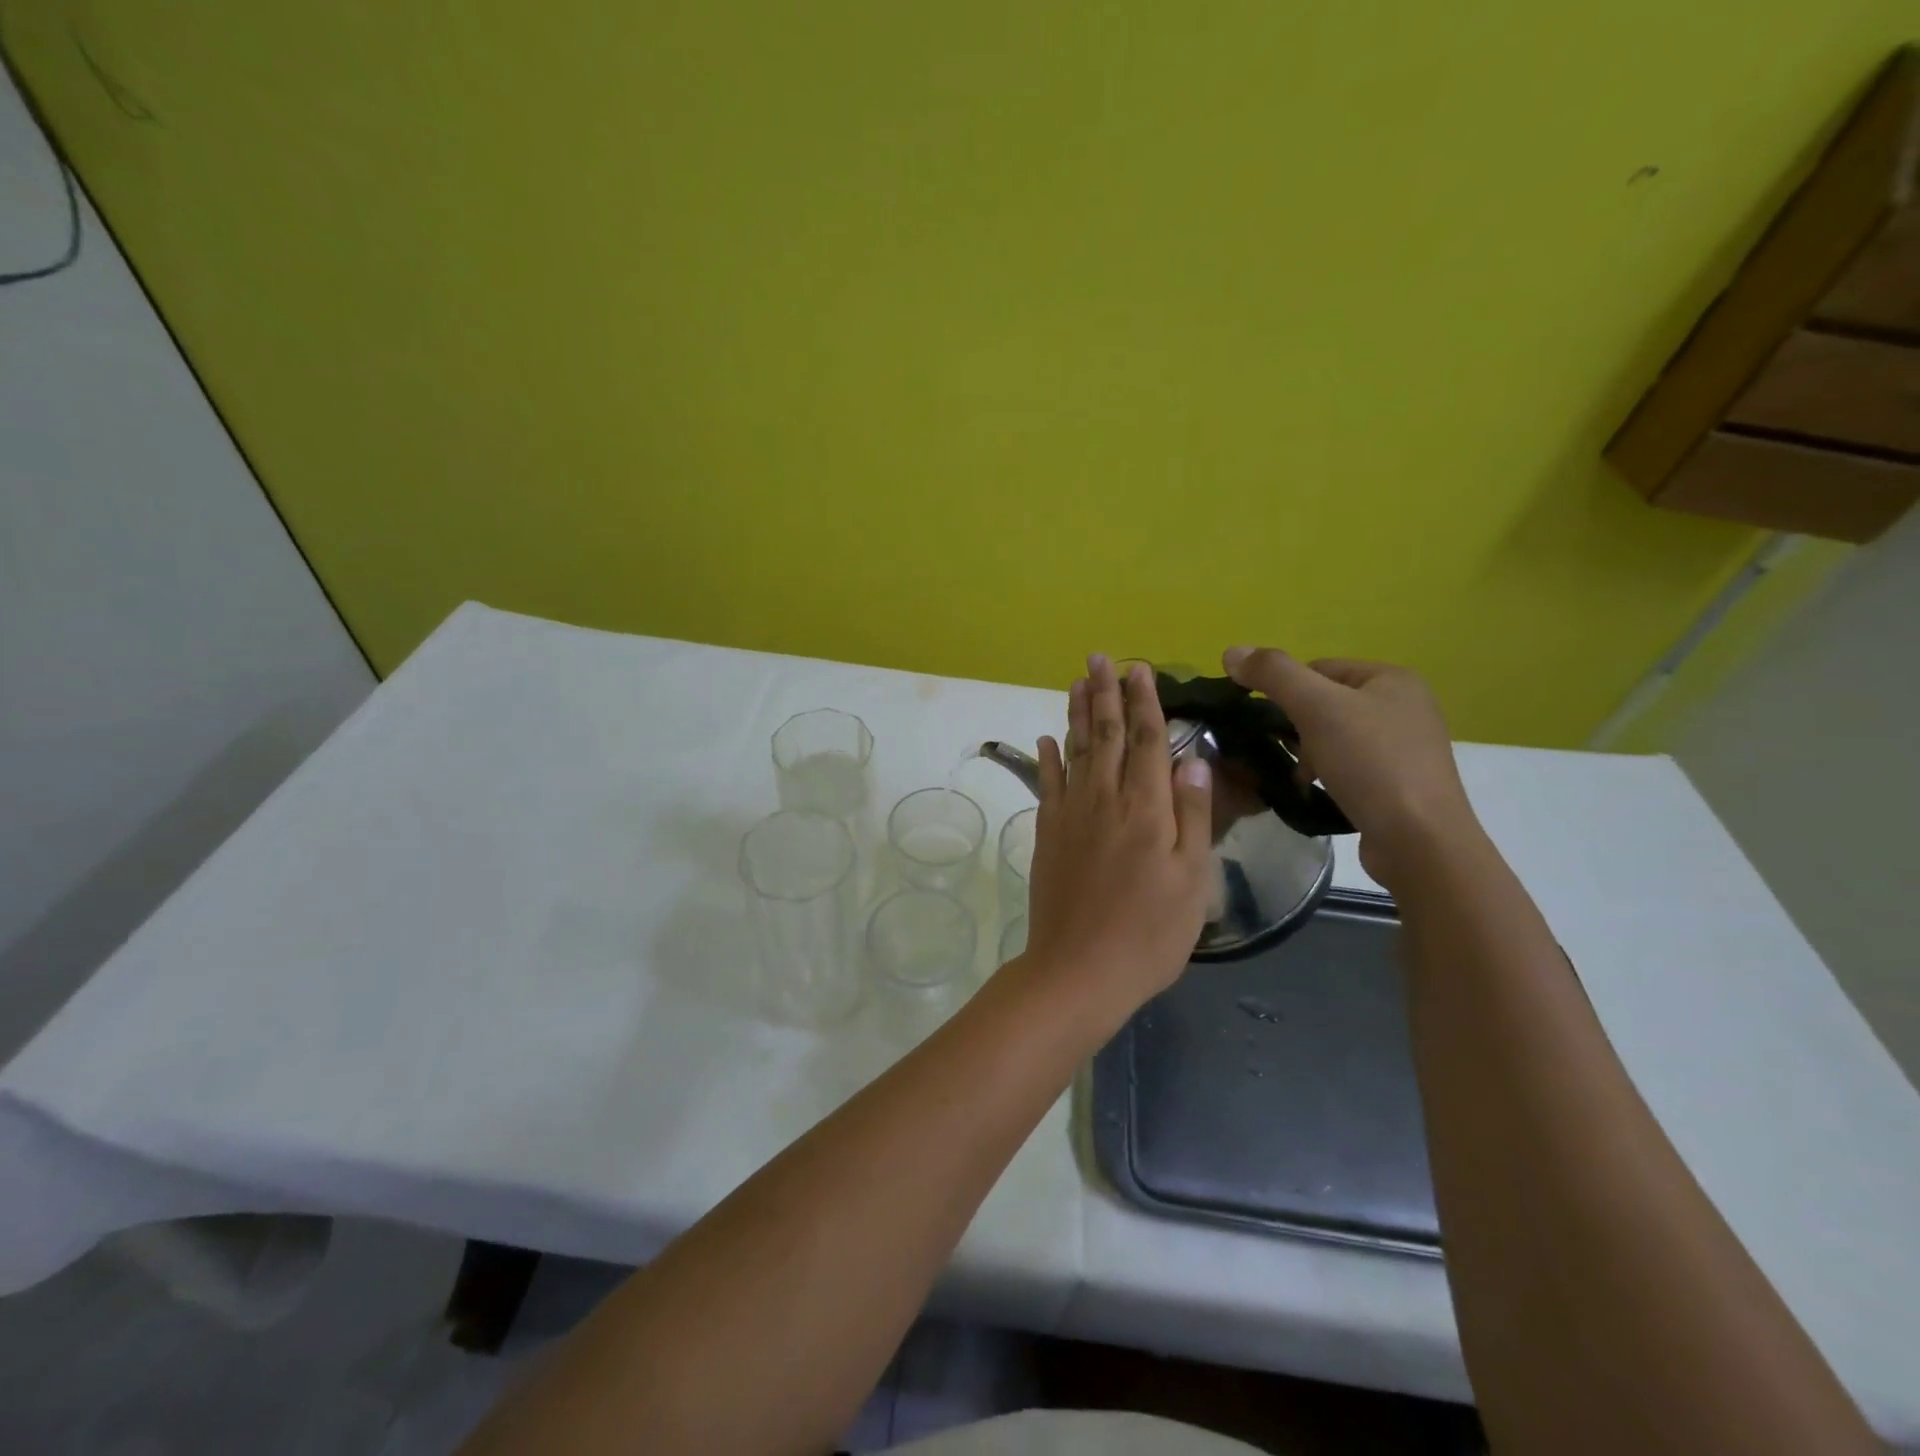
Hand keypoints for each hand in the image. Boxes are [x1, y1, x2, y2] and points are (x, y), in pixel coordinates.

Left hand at [1022, 655, 1212, 1008]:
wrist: (1079, 969)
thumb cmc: (1149, 933)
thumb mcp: (1192, 880)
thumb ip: (1192, 816)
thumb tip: (1191, 760)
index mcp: (1146, 809)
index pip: (1146, 741)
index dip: (1144, 702)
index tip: (1140, 669)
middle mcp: (1104, 800)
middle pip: (1104, 735)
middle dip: (1104, 694)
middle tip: (1099, 658)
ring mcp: (1070, 815)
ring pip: (1074, 751)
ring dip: (1076, 714)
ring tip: (1076, 683)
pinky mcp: (1047, 833)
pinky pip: (1048, 783)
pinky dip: (1047, 757)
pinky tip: (1047, 738)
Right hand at [1221, 647, 1477, 888]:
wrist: (1419, 842)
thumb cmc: (1370, 764)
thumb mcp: (1317, 708)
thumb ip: (1273, 674)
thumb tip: (1232, 651)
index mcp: (1393, 678)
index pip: (1318, 668)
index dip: (1286, 691)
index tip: (1268, 722)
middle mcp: (1406, 706)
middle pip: (1326, 703)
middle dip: (1297, 727)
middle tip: (1286, 753)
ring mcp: (1406, 747)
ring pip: (1335, 736)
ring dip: (1309, 754)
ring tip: (1301, 778)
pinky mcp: (1400, 783)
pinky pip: (1350, 766)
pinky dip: (1328, 775)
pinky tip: (1319, 792)